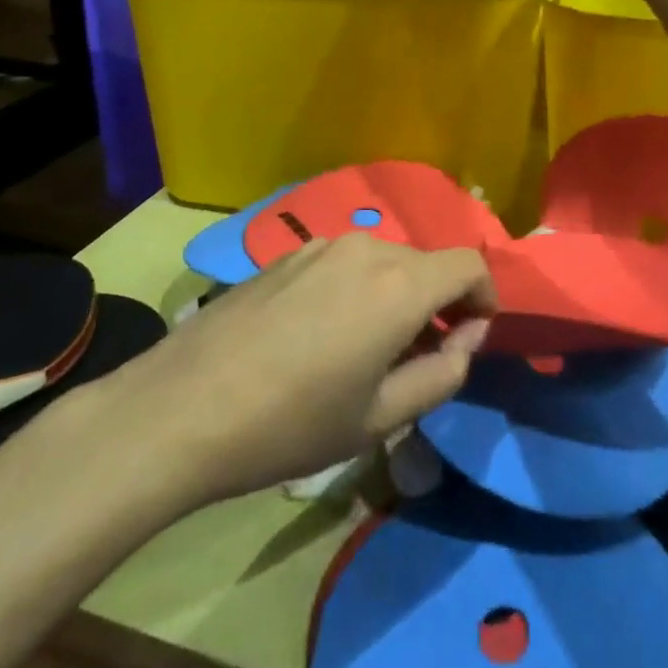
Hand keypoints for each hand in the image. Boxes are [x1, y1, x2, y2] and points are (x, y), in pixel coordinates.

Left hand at [116, 234, 495, 506]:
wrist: (183, 407)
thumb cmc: (292, 423)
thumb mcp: (381, 418)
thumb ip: (442, 373)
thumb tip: (465, 336)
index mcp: (399, 284)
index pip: (468, 264)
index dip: (483, 297)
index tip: (469, 337)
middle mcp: (366, 248)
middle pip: (425, 263)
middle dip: (438, 302)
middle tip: (419, 358)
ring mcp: (321, 245)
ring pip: (383, 261)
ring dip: (395, 295)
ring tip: (366, 350)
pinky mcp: (287, 253)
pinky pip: (344, 262)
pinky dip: (357, 288)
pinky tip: (320, 335)